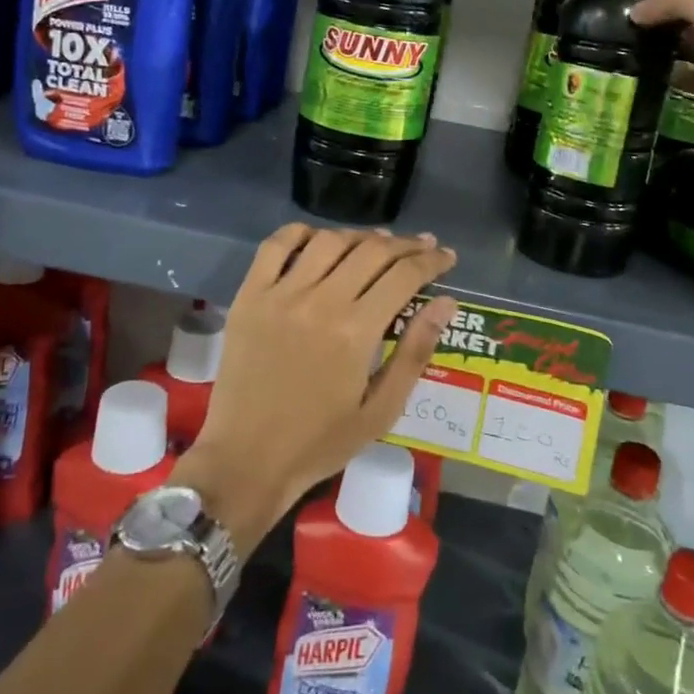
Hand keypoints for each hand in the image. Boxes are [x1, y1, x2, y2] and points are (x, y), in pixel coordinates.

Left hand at [174, 225, 457, 552]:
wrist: (246, 460)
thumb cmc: (320, 442)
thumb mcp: (381, 410)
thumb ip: (415, 352)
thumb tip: (446, 302)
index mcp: (356, 331)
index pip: (404, 275)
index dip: (431, 261)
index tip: (447, 257)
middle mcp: (320, 301)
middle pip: (372, 251)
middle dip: (406, 244)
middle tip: (423, 247)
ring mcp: (280, 294)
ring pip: (329, 241)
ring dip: (360, 236)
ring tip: (378, 243)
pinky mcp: (249, 296)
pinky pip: (275, 246)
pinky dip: (301, 233)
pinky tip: (320, 239)